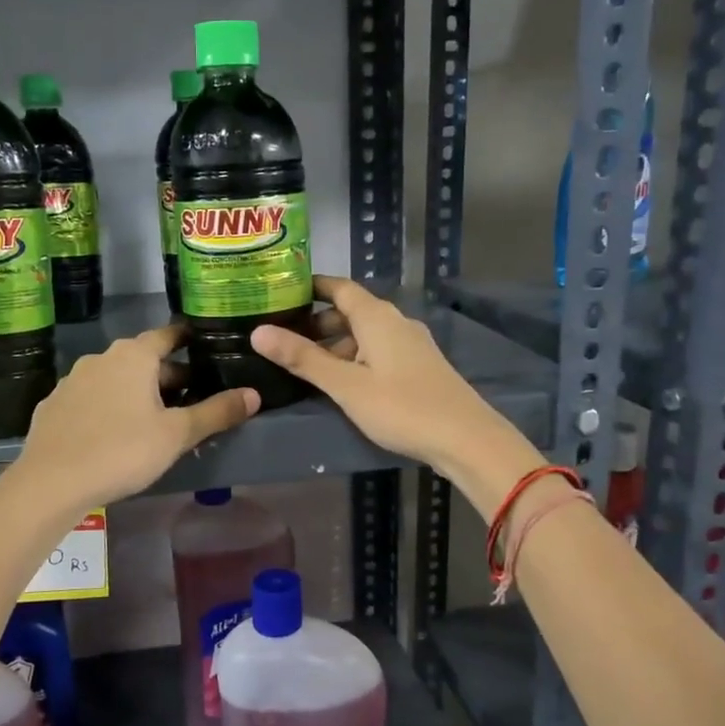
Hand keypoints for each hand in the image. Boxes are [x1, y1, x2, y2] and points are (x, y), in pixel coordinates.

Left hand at [17, 323, 258, 507]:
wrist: (50, 482)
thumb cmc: (122, 450)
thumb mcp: (177, 434)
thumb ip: (217, 412)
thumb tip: (254, 394)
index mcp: (134, 356)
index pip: (168, 335)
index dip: (188, 339)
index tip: (205, 347)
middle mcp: (101, 358)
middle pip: (143, 359)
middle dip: (167, 375)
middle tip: (191, 399)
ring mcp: (72, 381)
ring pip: (115, 379)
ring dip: (137, 392)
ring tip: (155, 419)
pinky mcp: (54, 406)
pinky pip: (91, 399)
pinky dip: (108, 407)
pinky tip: (115, 434)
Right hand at [250, 277, 537, 493]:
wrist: (466, 438)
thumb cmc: (401, 407)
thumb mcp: (345, 384)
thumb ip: (303, 358)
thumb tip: (258, 332)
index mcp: (377, 317)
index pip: (339, 287)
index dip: (311, 286)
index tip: (280, 291)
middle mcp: (395, 322)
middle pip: (350, 311)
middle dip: (317, 321)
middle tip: (282, 336)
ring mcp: (411, 344)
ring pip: (365, 334)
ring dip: (335, 344)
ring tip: (304, 363)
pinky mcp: (419, 367)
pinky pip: (378, 351)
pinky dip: (354, 357)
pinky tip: (341, 381)